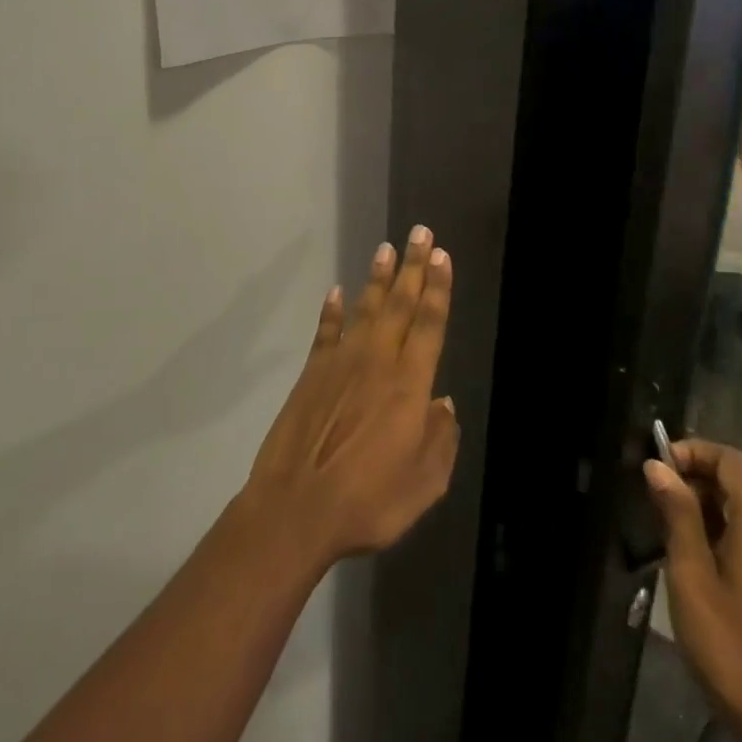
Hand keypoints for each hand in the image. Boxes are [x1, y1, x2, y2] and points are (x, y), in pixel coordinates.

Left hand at [241, 227, 458, 566]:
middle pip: (400, 305)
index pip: (429, 324)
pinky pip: (326, 330)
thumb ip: (440, 440)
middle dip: (414, 267)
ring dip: (378, 278)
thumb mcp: (423, 484)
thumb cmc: (369, 502)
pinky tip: (337, 291)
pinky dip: (332, 310)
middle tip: (421, 233)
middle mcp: (377, 361)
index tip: (442, 256)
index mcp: (409, 385)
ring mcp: (341, 362)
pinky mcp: (312, 371)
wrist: (297, 508)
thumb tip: (444, 404)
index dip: (438, 288)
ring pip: (365, 308)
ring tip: (387, 248)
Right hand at [646, 439, 741, 741]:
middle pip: (741, 487)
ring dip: (711, 514)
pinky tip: (706, 570)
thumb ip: (678, 516)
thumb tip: (659, 465)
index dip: (693, 452)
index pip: (731, 461)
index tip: (659, 470)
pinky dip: (731, 539)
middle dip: (697, 485)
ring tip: (675, 542)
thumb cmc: (734, 652)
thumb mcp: (692, 580)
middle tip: (658, 509)